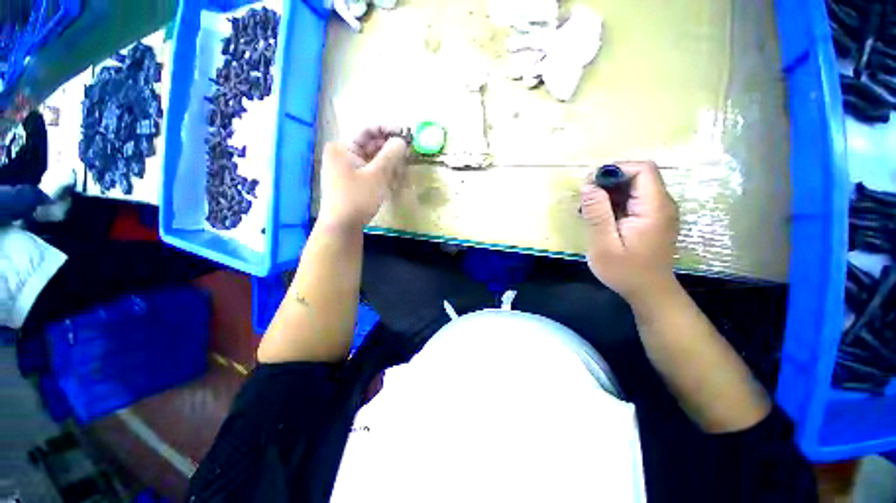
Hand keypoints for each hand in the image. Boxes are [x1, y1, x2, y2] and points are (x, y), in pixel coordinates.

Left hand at [317, 127, 407, 231]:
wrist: (342, 226)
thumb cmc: (357, 198)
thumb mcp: (377, 176)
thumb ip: (390, 156)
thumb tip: (402, 141)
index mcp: (343, 147)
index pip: (368, 130)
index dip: (388, 130)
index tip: (406, 134)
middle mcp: (343, 154)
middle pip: (370, 145)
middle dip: (390, 148)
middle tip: (408, 152)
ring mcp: (347, 168)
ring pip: (372, 159)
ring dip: (388, 162)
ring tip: (403, 166)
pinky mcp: (352, 181)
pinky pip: (370, 171)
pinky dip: (382, 172)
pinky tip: (394, 177)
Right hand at [580, 161, 678, 301]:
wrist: (649, 292)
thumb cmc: (626, 272)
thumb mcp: (604, 245)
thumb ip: (597, 214)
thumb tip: (588, 186)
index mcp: (654, 208)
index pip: (643, 169)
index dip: (616, 170)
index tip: (591, 184)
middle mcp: (662, 204)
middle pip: (638, 175)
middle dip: (609, 181)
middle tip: (585, 200)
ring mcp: (659, 211)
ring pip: (635, 186)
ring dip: (610, 192)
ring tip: (590, 210)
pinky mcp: (653, 218)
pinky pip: (634, 199)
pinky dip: (615, 202)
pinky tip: (601, 217)